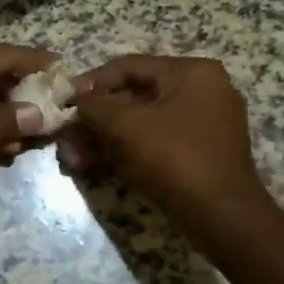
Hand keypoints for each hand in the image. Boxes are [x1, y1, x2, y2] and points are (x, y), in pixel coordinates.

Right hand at [69, 55, 268, 222]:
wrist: (221, 216)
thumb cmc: (173, 158)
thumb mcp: (124, 125)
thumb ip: (93, 105)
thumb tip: (75, 99)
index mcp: (192, 72)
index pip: (127, 66)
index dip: (89, 84)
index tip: (62, 103)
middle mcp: (203, 90)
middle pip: (132, 97)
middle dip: (94, 121)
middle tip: (67, 140)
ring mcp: (204, 122)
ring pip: (140, 122)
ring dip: (104, 139)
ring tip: (75, 160)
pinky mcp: (200, 151)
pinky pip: (154, 141)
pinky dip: (125, 151)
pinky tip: (97, 166)